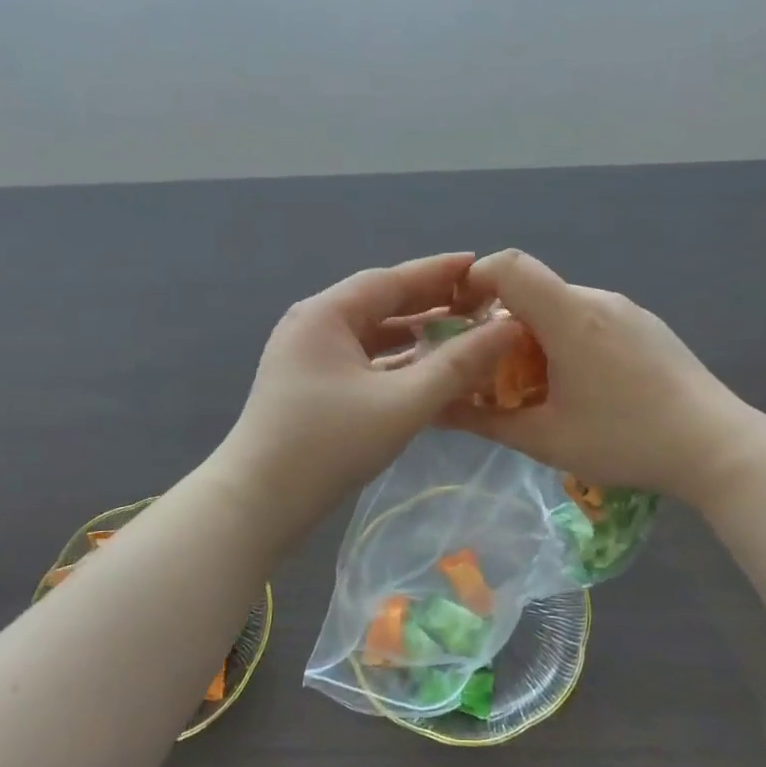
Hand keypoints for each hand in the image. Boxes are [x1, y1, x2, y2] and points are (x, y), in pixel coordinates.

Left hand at [216, 253, 518, 533]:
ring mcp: (306, 357)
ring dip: (412, 335)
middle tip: (477, 301)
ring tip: (460, 333)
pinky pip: (360, 361)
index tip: (479, 264)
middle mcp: (312, 325)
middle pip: (379, 304)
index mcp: (326, 314)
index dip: (437, 272)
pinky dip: (393, 362)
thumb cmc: (329, 444)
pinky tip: (424, 371)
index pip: (390, 280)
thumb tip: (507, 329)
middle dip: (428, 303)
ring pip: (370, 335)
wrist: (258, 502)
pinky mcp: (308, 386)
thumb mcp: (402, 403)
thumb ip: (458, 366)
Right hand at [444, 250, 765, 501]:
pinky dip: (565, 341)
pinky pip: (589, 319)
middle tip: (490, 374)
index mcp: (570, 317)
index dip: (473, 281)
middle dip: (499, 325)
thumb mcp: (545, 439)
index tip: (456, 319)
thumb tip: (437, 410)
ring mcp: (627, 311)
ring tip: (536, 388)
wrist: (718, 448)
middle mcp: (597, 300)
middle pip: (531, 291)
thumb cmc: (627, 441)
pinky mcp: (646, 326)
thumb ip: (484, 420)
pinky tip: (579, 387)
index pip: (509, 265)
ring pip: (560, 307)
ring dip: (533, 337)